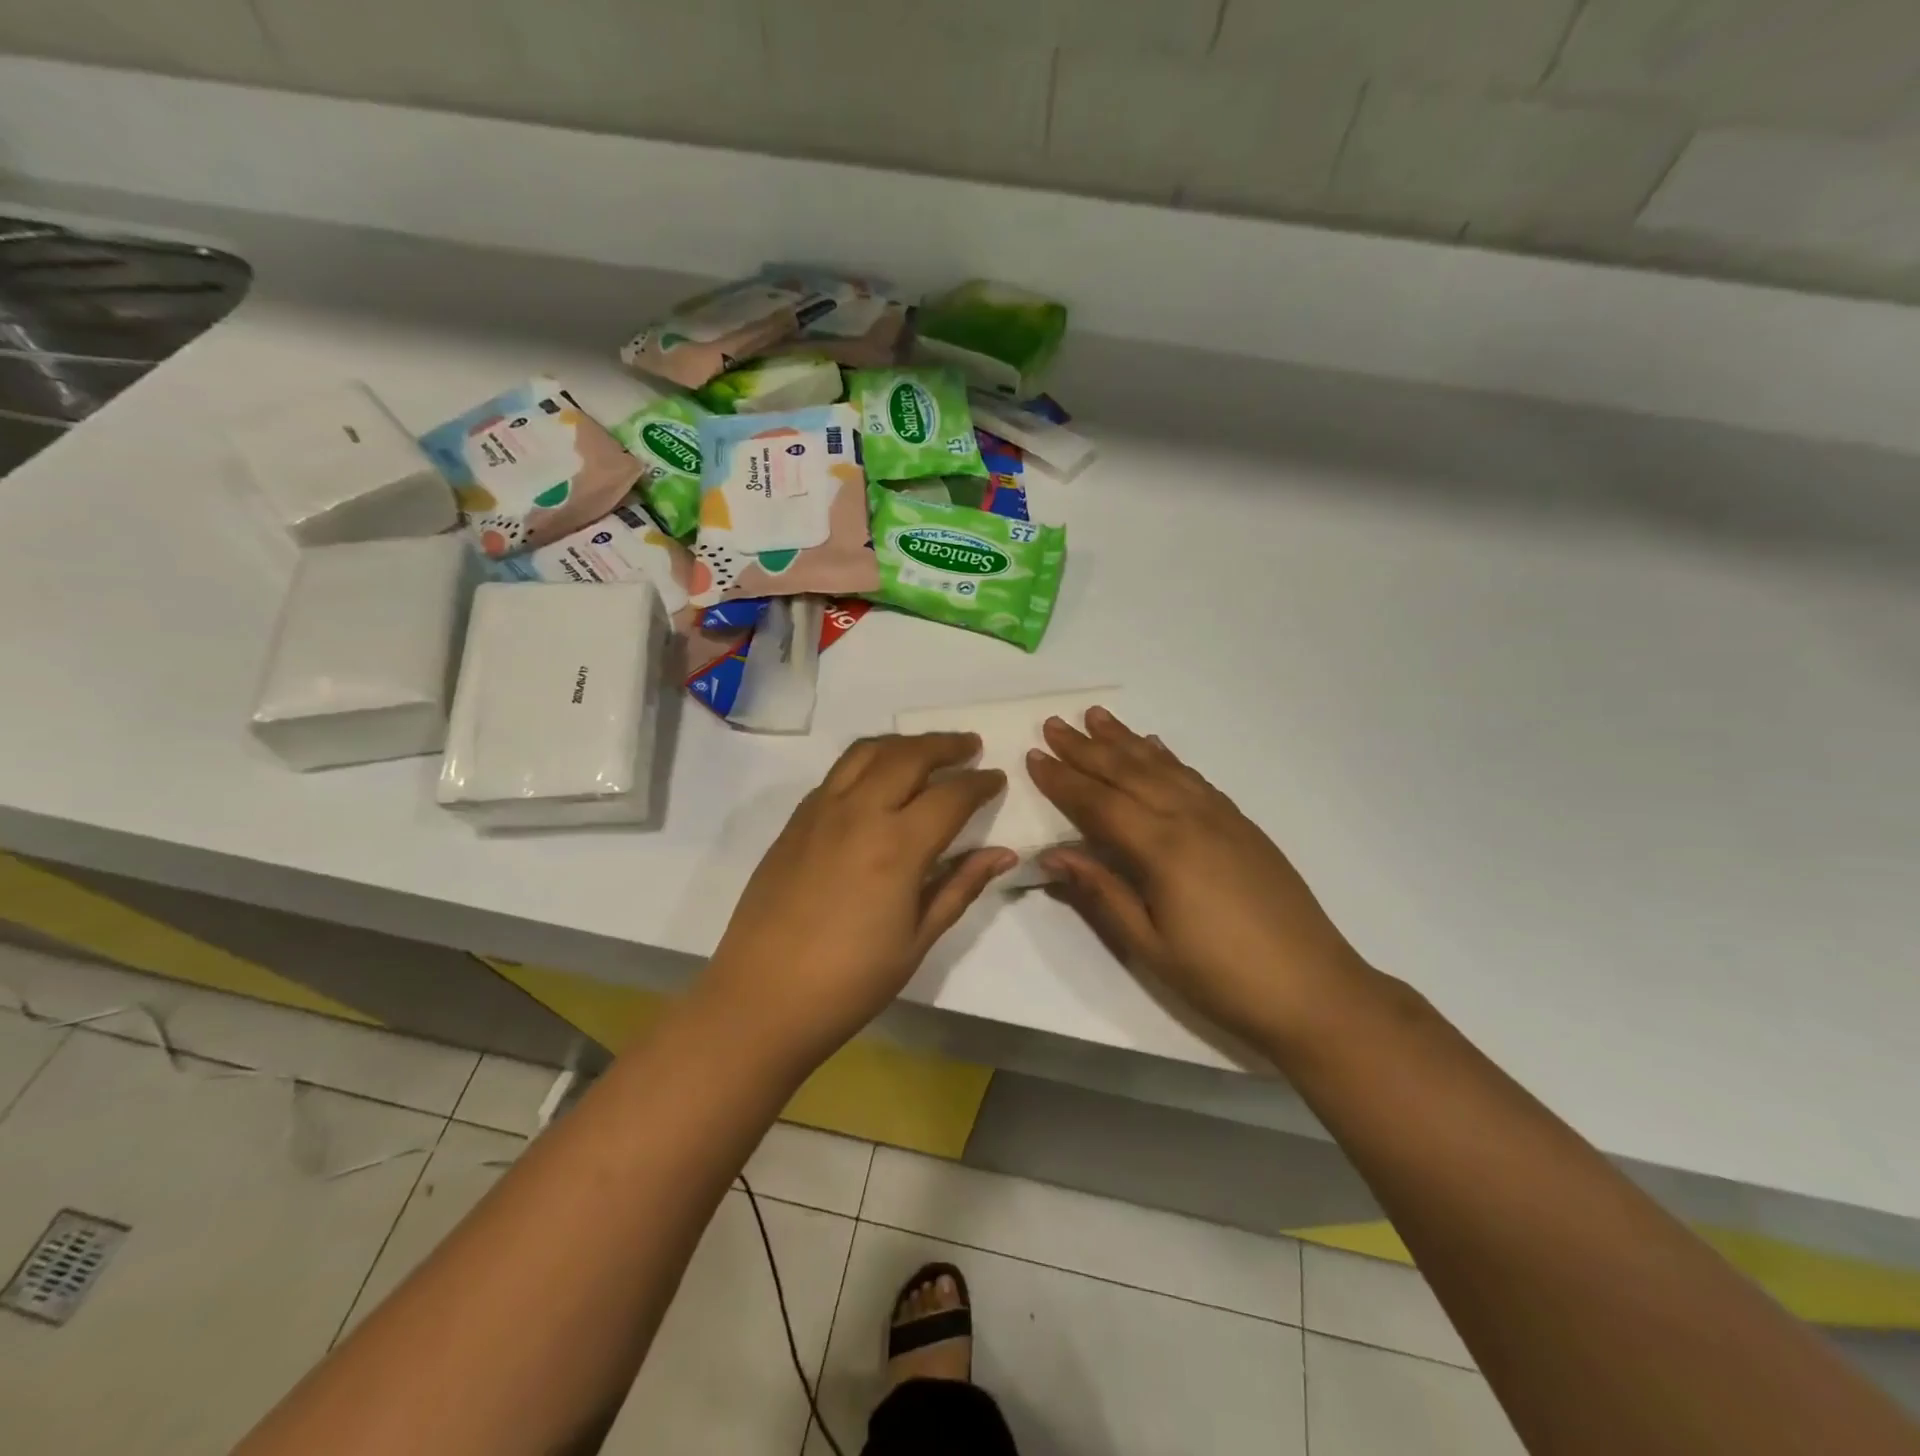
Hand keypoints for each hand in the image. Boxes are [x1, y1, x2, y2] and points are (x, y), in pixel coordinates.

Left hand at [699, 733, 1015, 1067]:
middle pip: (909, 756)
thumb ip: (960, 887)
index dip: (979, 784)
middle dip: (945, 745)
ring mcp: (820, 812)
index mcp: (897, 847)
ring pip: (867, 752)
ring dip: (903, 744)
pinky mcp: (795, 822)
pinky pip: (837, 773)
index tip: (996, 779)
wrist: (762, 998)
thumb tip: (1002, 853)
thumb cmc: (850, 981)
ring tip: (925, 750)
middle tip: (970, 746)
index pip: (950, 795)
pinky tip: (877, 780)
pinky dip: (866, 762)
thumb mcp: (918, 940)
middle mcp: (859, 814)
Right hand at [1028, 707, 1375, 1054]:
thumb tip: (1053, 854)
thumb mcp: (1149, 945)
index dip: (1064, 780)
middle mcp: (1190, 818)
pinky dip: (1167, 757)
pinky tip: (1155, 746)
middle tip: (1054, 723)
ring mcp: (1221, 817)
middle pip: (1128, 773)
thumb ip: (1101, 893)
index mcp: (1163, 849)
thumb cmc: (1221, 976)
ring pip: (1162, 766)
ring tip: (1097, 716)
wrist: (1314, 988)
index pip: (1100, 803)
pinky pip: (1193, 777)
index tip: (1034, 756)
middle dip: (1087, 747)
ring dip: (1126, 740)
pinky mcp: (1242, 824)